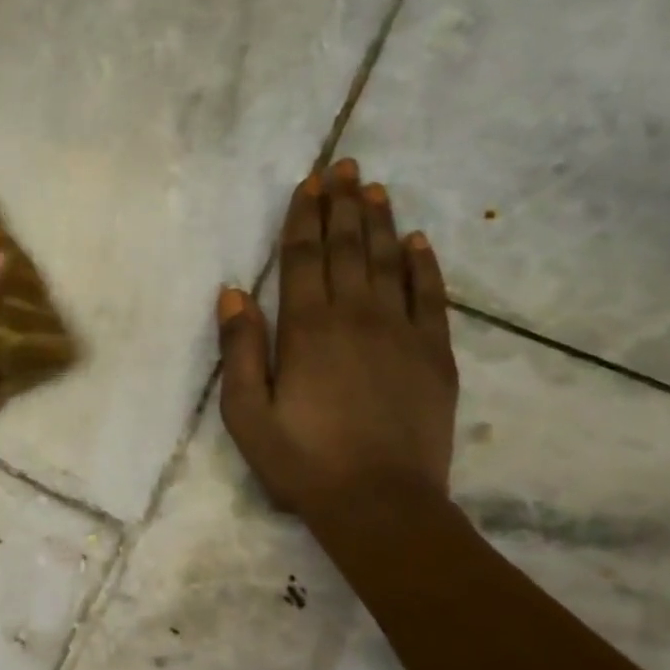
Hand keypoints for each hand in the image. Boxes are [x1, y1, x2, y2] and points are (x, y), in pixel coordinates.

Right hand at [216, 158, 458, 513]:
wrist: (380, 502)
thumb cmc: (302, 461)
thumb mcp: (247, 413)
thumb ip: (240, 349)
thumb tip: (234, 292)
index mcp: (307, 330)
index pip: (304, 260)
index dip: (304, 219)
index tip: (308, 184)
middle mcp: (357, 317)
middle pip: (349, 249)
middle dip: (342, 205)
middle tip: (344, 166)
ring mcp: (403, 333)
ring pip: (390, 262)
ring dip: (380, 222)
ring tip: (373, 188)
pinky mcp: (435, 355)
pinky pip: (432, 297)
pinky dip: (425, 265)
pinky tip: (418, 241)